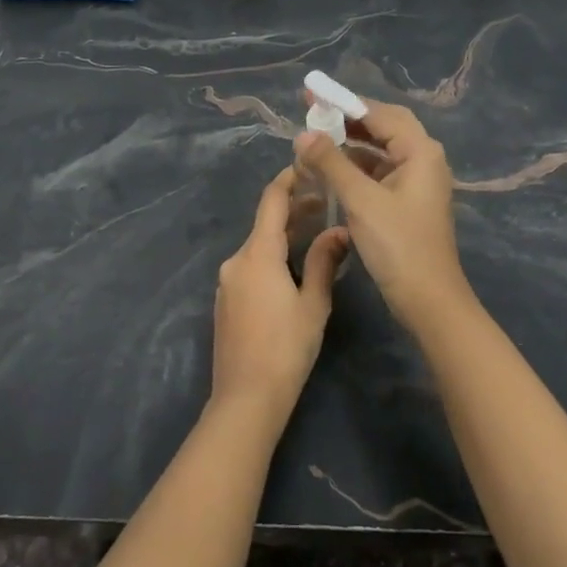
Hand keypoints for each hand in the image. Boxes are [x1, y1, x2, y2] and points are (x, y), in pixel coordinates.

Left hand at [211, 167, 348, 420]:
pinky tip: (292, 268)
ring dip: (283, 235)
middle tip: (324, 203)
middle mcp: (236, 260)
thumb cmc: (286, 348)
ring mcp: (227, 282)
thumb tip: (340, 231)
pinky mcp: (225, 301)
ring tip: (315, 233)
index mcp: (257, 254)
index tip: (308, 167)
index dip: (288, 180)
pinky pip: (250, 267)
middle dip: (293, 210)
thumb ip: (324, 261)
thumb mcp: (313, 304)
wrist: (246, 398)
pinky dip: (271, 257)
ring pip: (257, 246)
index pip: (271, 201)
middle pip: (264, 223)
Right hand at [294, 98, 470, 330]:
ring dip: (351, 145)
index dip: (344, 103)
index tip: (312, 96)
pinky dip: (357, 167)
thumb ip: (331, 163)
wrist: (428, 299)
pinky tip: (332, 172)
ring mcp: (418, 181)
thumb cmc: (398, 245)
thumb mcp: (360, 200)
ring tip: (316, 142)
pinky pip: (381, 172)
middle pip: (383, 127)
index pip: (380, 113)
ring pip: (381, 151)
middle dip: (348, 120)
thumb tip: (303, 135)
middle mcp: (424, 159)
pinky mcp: (409, 202)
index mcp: (420, 151)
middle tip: (313, 114)